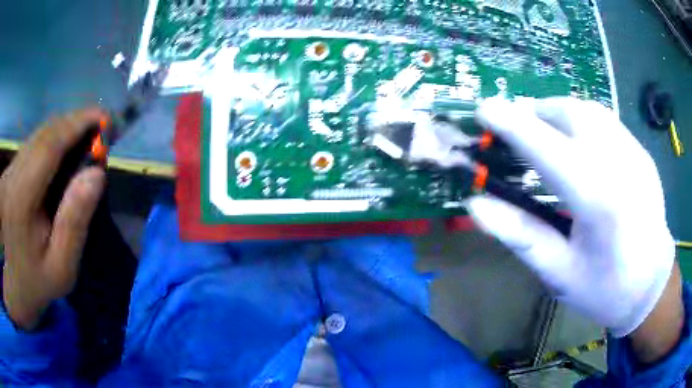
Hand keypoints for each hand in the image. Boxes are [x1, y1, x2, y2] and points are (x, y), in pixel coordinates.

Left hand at [2, 109, 106, 329]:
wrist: (10, 283)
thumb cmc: (33, 282)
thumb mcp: (59, 268)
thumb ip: (74, 223)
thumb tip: (96, 175)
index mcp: (21, 198)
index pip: (50, 144)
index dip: (78, 124)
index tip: (105, 119)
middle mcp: (14, 173)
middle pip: (45, 133)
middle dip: (75, 123)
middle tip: (101, 130)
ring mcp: (11, 170)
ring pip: (39, 135)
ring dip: (65, 129)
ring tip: (87, 138)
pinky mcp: (11, 171)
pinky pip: (35, 144)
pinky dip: (53, 139)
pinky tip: (64, 150)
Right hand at [466, 97, 675, 339]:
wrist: (651, 285)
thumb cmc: (605, 288)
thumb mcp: (560, 273)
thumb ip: (522, 236)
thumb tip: (477, 205)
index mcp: (599, 202)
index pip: (548, 149)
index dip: (513, 125)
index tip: (483, 109)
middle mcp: (620, 165)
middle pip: (571, 114)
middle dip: (536, 113)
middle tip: (517, 130)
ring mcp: (635, 153)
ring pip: (589, 109)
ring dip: (558, 112)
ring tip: (544, 132)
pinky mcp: (641, 152)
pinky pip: (606, 120)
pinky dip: (582, 120)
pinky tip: (578, 143)